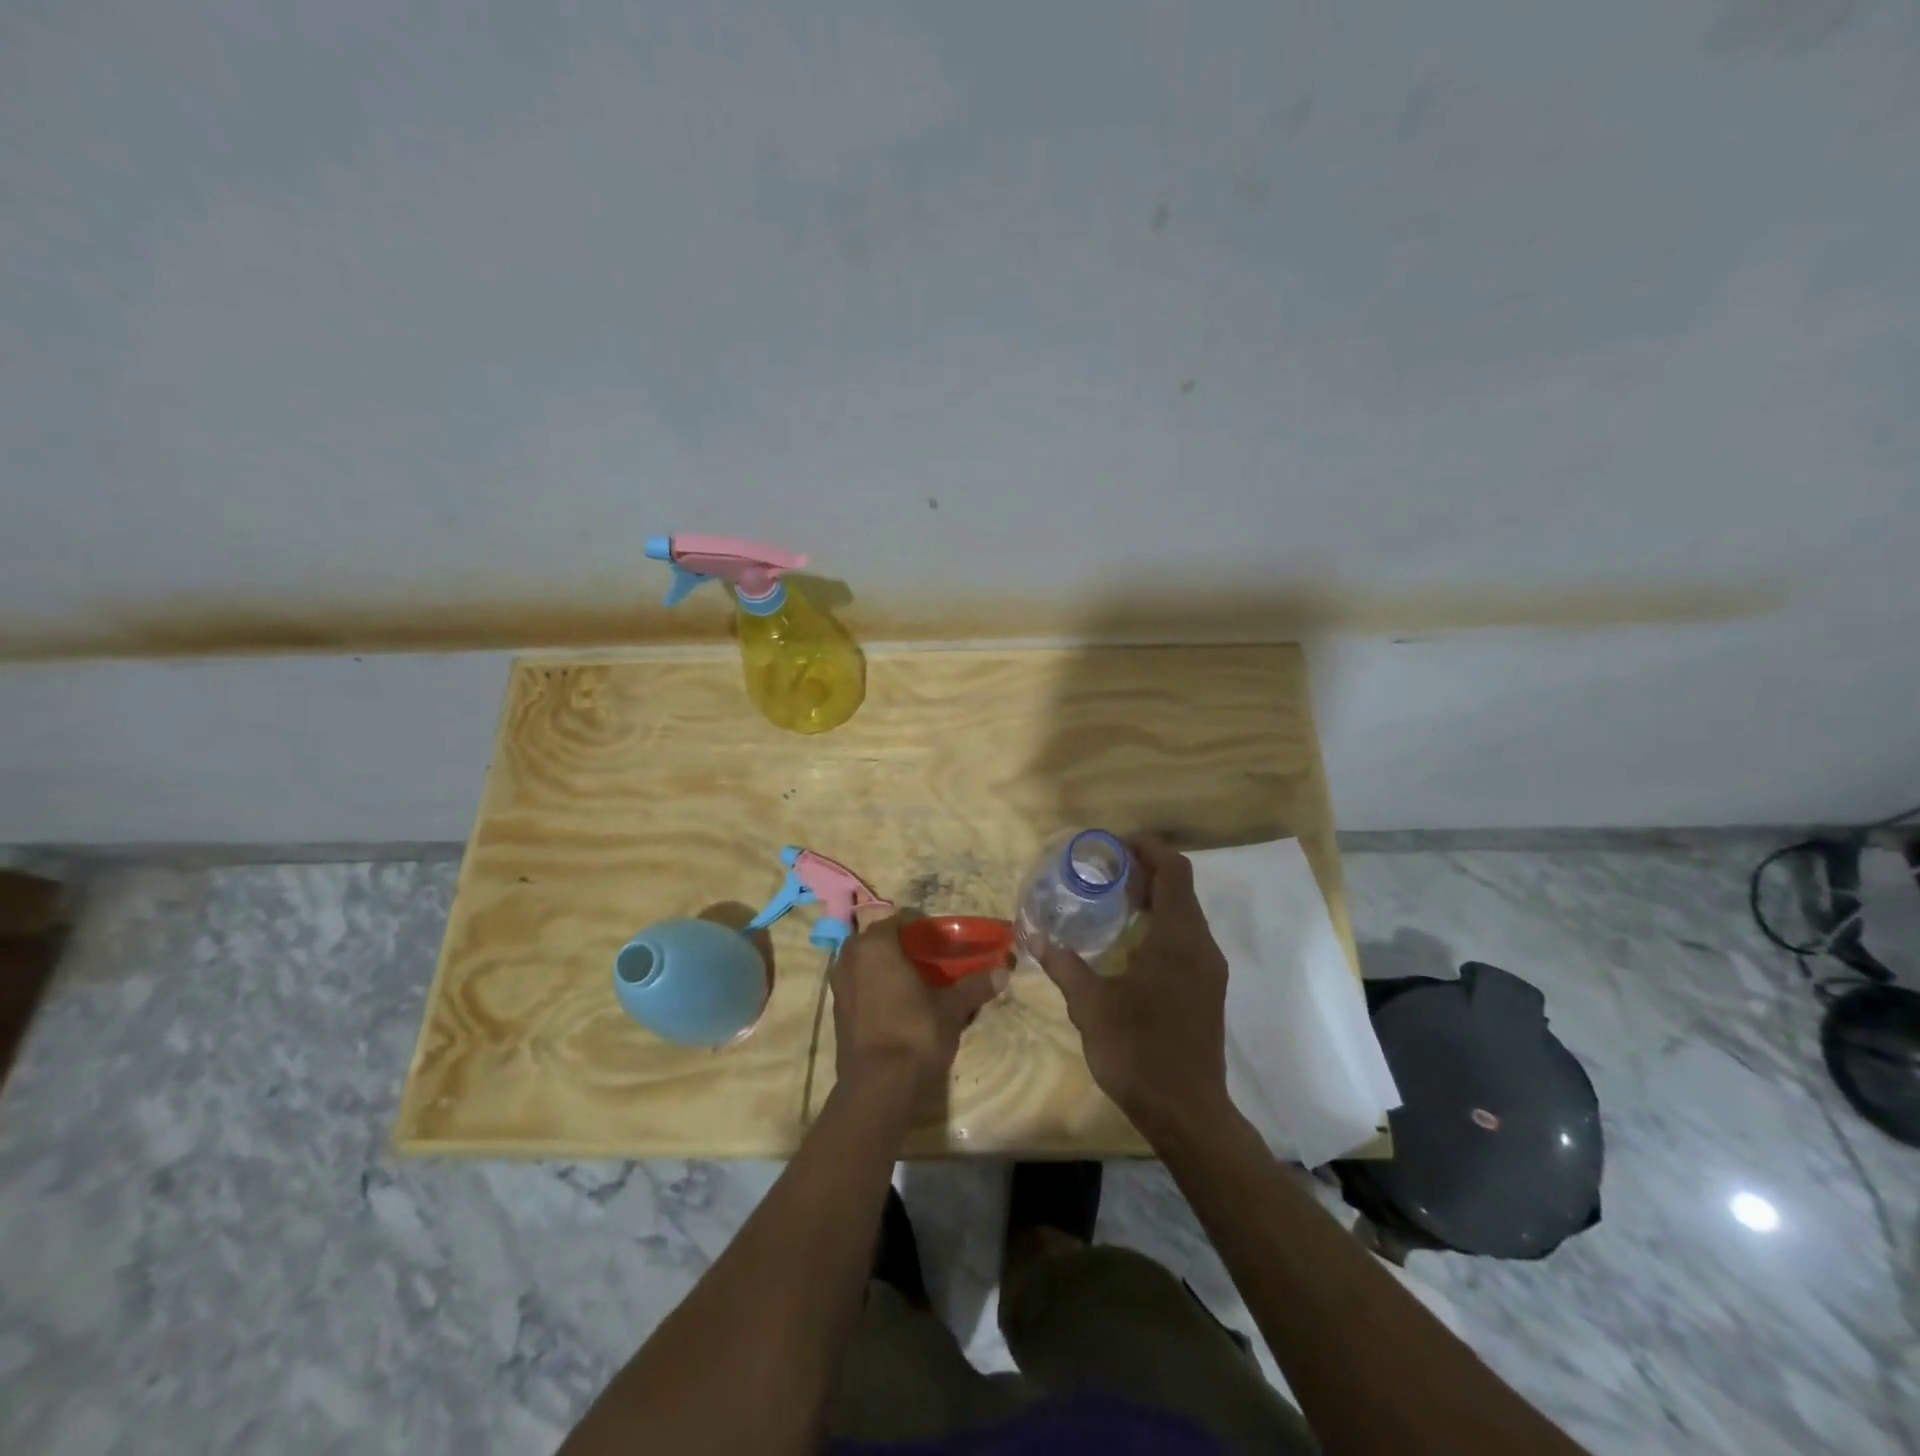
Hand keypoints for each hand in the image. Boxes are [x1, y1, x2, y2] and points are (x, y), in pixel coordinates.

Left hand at [831, 913, 1003, 1108]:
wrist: (878, 1087)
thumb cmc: (915, 1033)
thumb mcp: (951, 1008)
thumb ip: (974, 986)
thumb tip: (1003, 972)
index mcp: (876, 945)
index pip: (899, 921)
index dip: (922, 930)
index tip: (942, 943)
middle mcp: (851, 957)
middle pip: (879, 941)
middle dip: (902, 949)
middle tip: (930, 964)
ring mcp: (839, 985)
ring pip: (867, 965)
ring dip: (887, 969)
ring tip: (916, 986)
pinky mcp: (837, 1011)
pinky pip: (860, 987)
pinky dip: (876, 990)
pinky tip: (898, 1007)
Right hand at [1039, 837, 1231, 1137]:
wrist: (1186, 1111)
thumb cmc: (1138, 1050)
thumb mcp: (1091, 1006)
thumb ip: (1065, 966)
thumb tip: (1035, 939)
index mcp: (1178, 938)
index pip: (1174, 870)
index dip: (1147, 849)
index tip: (1114, 846)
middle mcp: (1200, 945)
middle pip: (1180, 888)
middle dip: (1145, 871)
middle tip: (1103, 871)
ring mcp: (1208, 969)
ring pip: (1185, 914)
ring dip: (1154, 899)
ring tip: (1112, 901)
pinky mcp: (1207, 990)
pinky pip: (1186, 939)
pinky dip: (1161, 925)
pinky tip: (1128, 943)